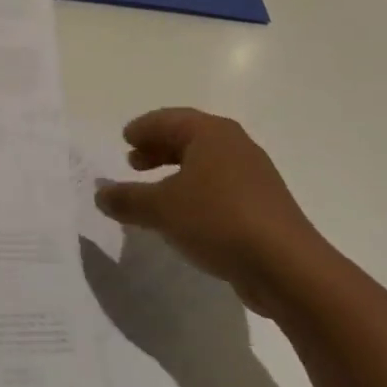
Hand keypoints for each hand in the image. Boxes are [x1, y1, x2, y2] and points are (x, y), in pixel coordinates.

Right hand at [93, 108, 330, 315]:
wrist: (286, 267)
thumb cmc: (217, 220)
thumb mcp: (161, 208)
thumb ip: (127, 198)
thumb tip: (100, 193)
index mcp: (212, 134)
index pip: (169, 119)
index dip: (144, 128)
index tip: (125, 139)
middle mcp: (235, 146)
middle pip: (189, 138)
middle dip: (159, 148)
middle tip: (133, 162)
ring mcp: (254, 176)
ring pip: (205, 164)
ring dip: (176, 172)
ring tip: (154, 191)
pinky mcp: (262, 206)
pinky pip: (219, 188)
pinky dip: (195, 192)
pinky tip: (183, 216)